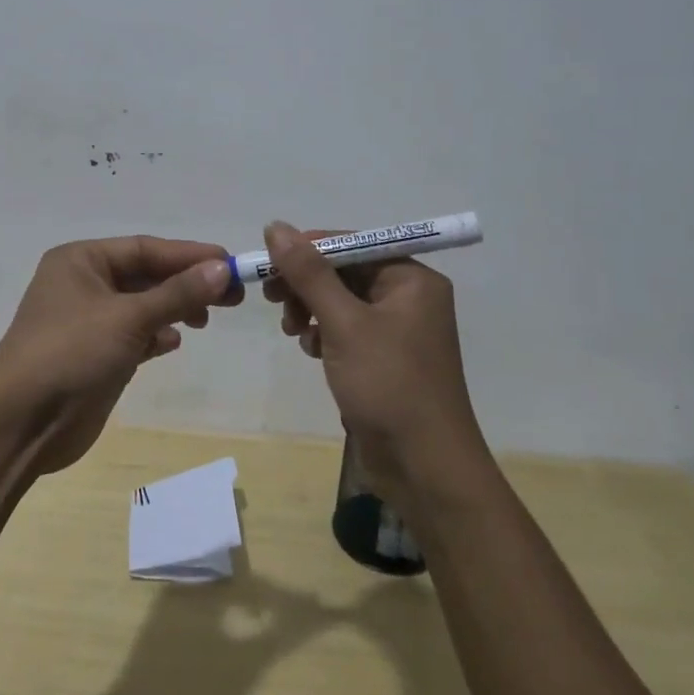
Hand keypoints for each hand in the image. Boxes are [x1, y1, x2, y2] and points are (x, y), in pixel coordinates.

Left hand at [0, 236, 240, 474]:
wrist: (19, 425)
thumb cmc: (70, 354)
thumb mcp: (127, 318)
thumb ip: (177, 294)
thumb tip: (222, 269)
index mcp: (81, 260)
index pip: (145, 248)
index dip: (189, 255)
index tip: (230, 264)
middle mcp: (84, 284)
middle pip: (146, 275)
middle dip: (186, 283)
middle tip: (231, 295)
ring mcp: (88, 321)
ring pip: (142, 306)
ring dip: (174, 309)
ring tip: (206, 319)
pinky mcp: (95, 355)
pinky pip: (134, 334)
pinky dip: (155, 336)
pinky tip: (173, 343)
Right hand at [261, 221, 484, 500]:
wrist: (425, 469)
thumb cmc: (389, 385)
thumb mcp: (344, 323)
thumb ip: (309, 273)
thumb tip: (275, 226)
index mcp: (411, 279)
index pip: (352, 244)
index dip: (308, 249)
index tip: (268, 264)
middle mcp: (408, 297)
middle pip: (345, 271)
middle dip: (307, 283)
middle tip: (272, 298)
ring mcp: (397, 330)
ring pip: (341, 300)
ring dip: (311, 308)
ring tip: (292, 330)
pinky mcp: (384, 358)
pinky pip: (346, 328)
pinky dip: (324, 332)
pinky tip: (311, 349)